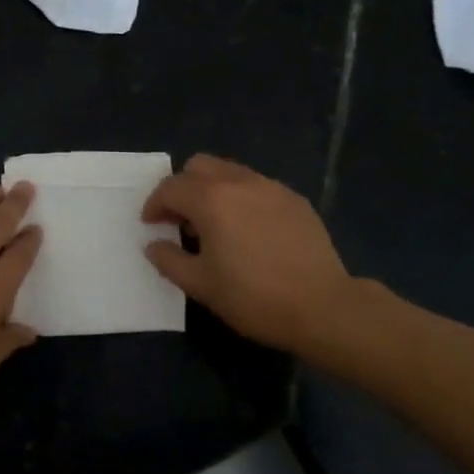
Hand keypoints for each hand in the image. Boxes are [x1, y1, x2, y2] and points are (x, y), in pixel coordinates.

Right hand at [142, 154, 351, 356]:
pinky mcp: (295, 199)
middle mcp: (240, 182)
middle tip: (180, 219)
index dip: (154, 205)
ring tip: (214, 224)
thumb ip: (169, 260)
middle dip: (183, 187)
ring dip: (212, 190)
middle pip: (199, 166)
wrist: (322, 307)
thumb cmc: (253, 297)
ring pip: (230, 172)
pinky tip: (248, 230)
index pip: (171, 187)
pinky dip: (241, 198)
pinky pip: (257, 186)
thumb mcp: (200, 285)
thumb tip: (153, 244)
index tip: (151, 225)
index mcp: (211, 200)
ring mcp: (272, 188)